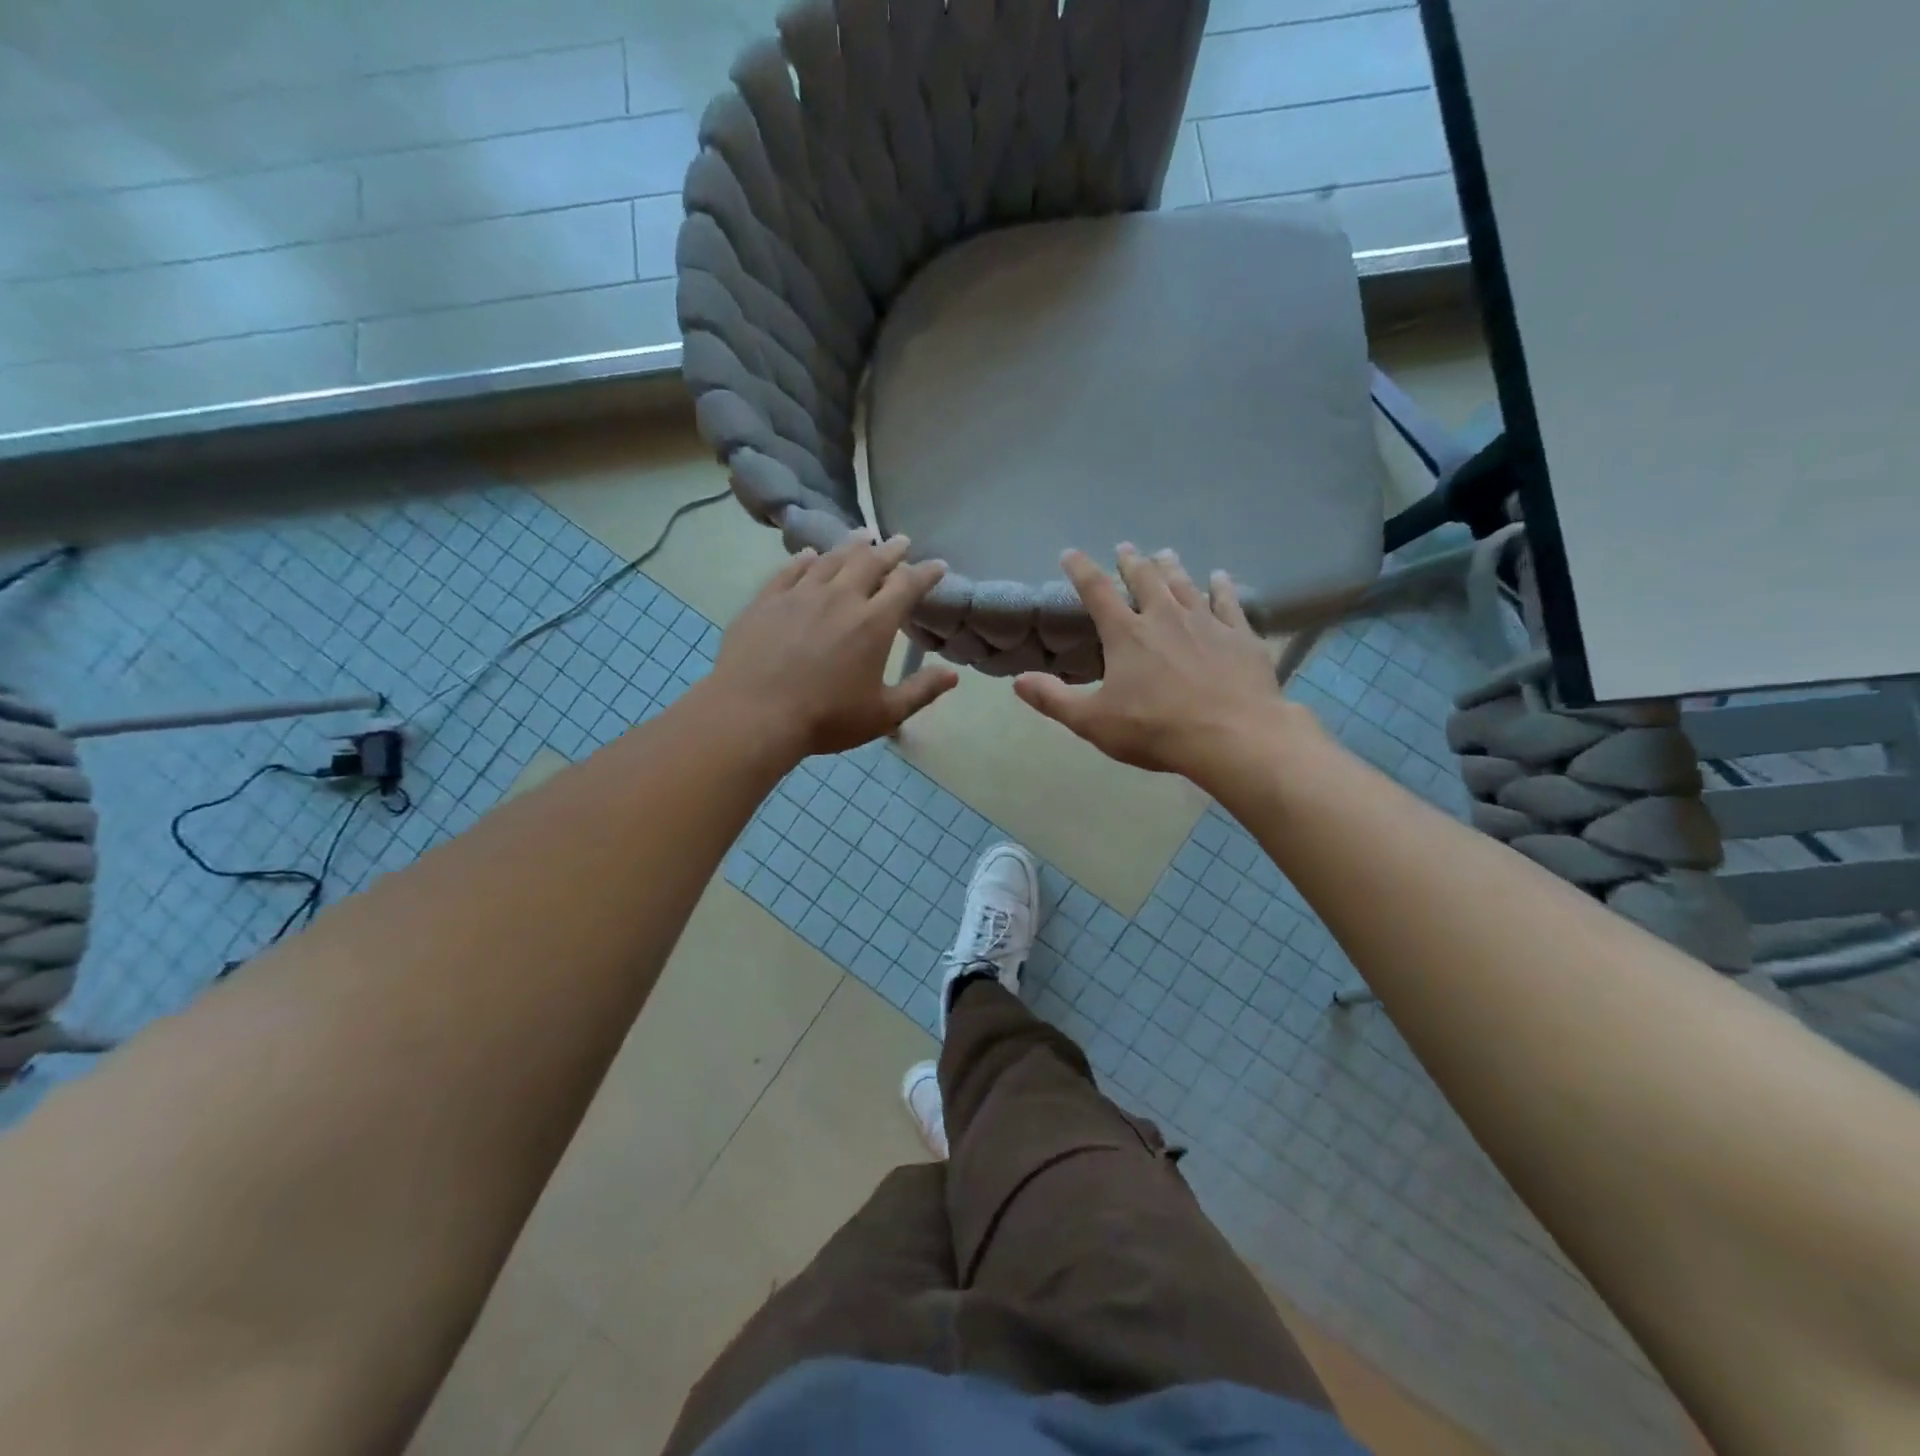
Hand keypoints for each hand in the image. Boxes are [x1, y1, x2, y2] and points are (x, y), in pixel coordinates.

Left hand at [707, 533, 958, 759]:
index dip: (926, 573)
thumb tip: (953, 675)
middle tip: (900, 541)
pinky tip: (809, 555)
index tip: (937, 565)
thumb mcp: (882, 714)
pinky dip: (805, 559)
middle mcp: (840, 597)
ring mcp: (800, 594)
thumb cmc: (825, 718)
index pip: (907, 585)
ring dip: (851, 546)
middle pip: (870, 562)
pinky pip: (790, 569)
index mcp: (873, 623)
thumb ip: (920, 692)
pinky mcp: (767, 600)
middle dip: (890, 550)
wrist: (753, 715)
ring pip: (831, 559)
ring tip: (862, 537)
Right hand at [1014, 545, 1316, 782]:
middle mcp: (1165, 617)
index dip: (1081, 570)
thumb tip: (1018, 681)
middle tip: (1125, 548)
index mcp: (1126, 634)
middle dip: (1131, 562)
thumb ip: (1054, 699)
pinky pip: (1228, 602)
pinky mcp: (1240, 636)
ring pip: (1185, 585)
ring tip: (1165, 553)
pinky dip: (1222, 587)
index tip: (1070, 553)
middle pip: (1145, 579)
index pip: (1096, 591)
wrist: (1232, 736)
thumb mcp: (1094, 721)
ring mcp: (1206, 623)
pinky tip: (1220, 577)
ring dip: (1172, 568)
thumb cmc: (1156, 729)